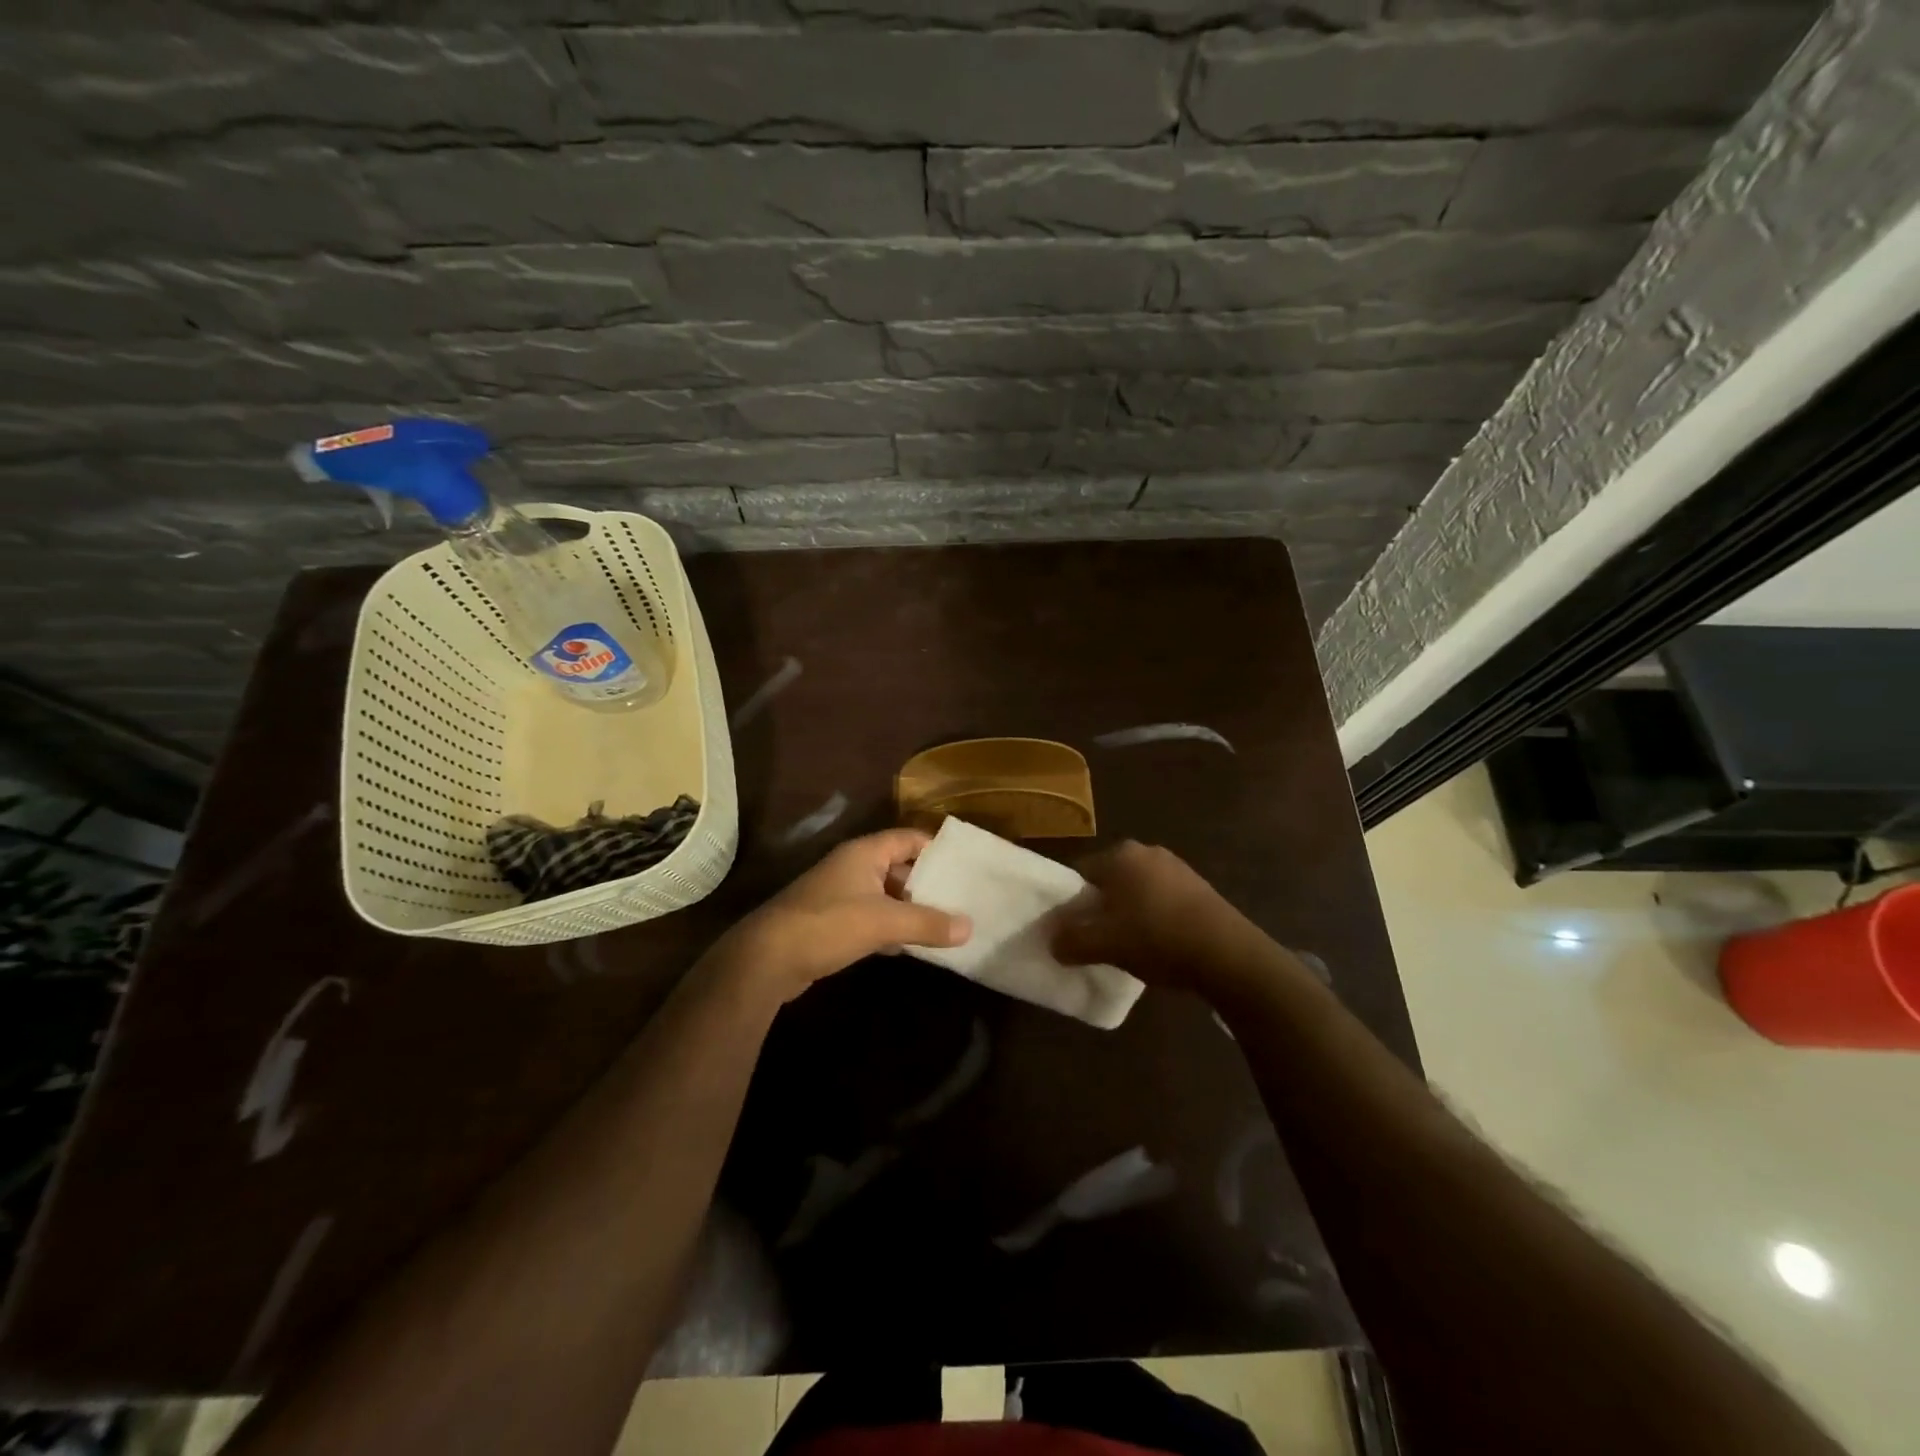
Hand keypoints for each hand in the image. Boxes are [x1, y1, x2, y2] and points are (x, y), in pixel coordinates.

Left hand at [712, 829, 969, 1002]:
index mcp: (864, 853)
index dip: (937, 849)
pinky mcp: (833, 922)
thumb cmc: (828, 924)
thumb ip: (928, 923)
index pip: (909, 838)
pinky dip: (892, 928)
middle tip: (963, 900)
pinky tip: (912, 946)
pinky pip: (872, 917)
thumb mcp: (884, 921)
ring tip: (947, 924)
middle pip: (900, 866)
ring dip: (911, 909)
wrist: (767, 958)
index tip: (966, 866)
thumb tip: (970, 927)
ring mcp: (841, 894)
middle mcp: (853, 867)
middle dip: (928, 884)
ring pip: (886, 895)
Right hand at [1052, 840, 1292, 998]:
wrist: (1227, 953)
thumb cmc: (1156, 938)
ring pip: (1137, 891)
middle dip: (1101, 908)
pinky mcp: (1200, 887)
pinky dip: (1155, 918)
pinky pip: (1163, 899)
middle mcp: (1147, 851)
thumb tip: (1053, 942)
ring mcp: (1177, 867)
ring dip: (1129, 914)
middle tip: (1098, 940)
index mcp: (1120, 855)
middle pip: (1109, 881)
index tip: (1071, 931)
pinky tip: (1159, 944)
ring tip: (1130, 946)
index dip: (1071, 904)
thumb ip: (1071, 942)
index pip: (1080, 873)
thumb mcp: (1105, 944)